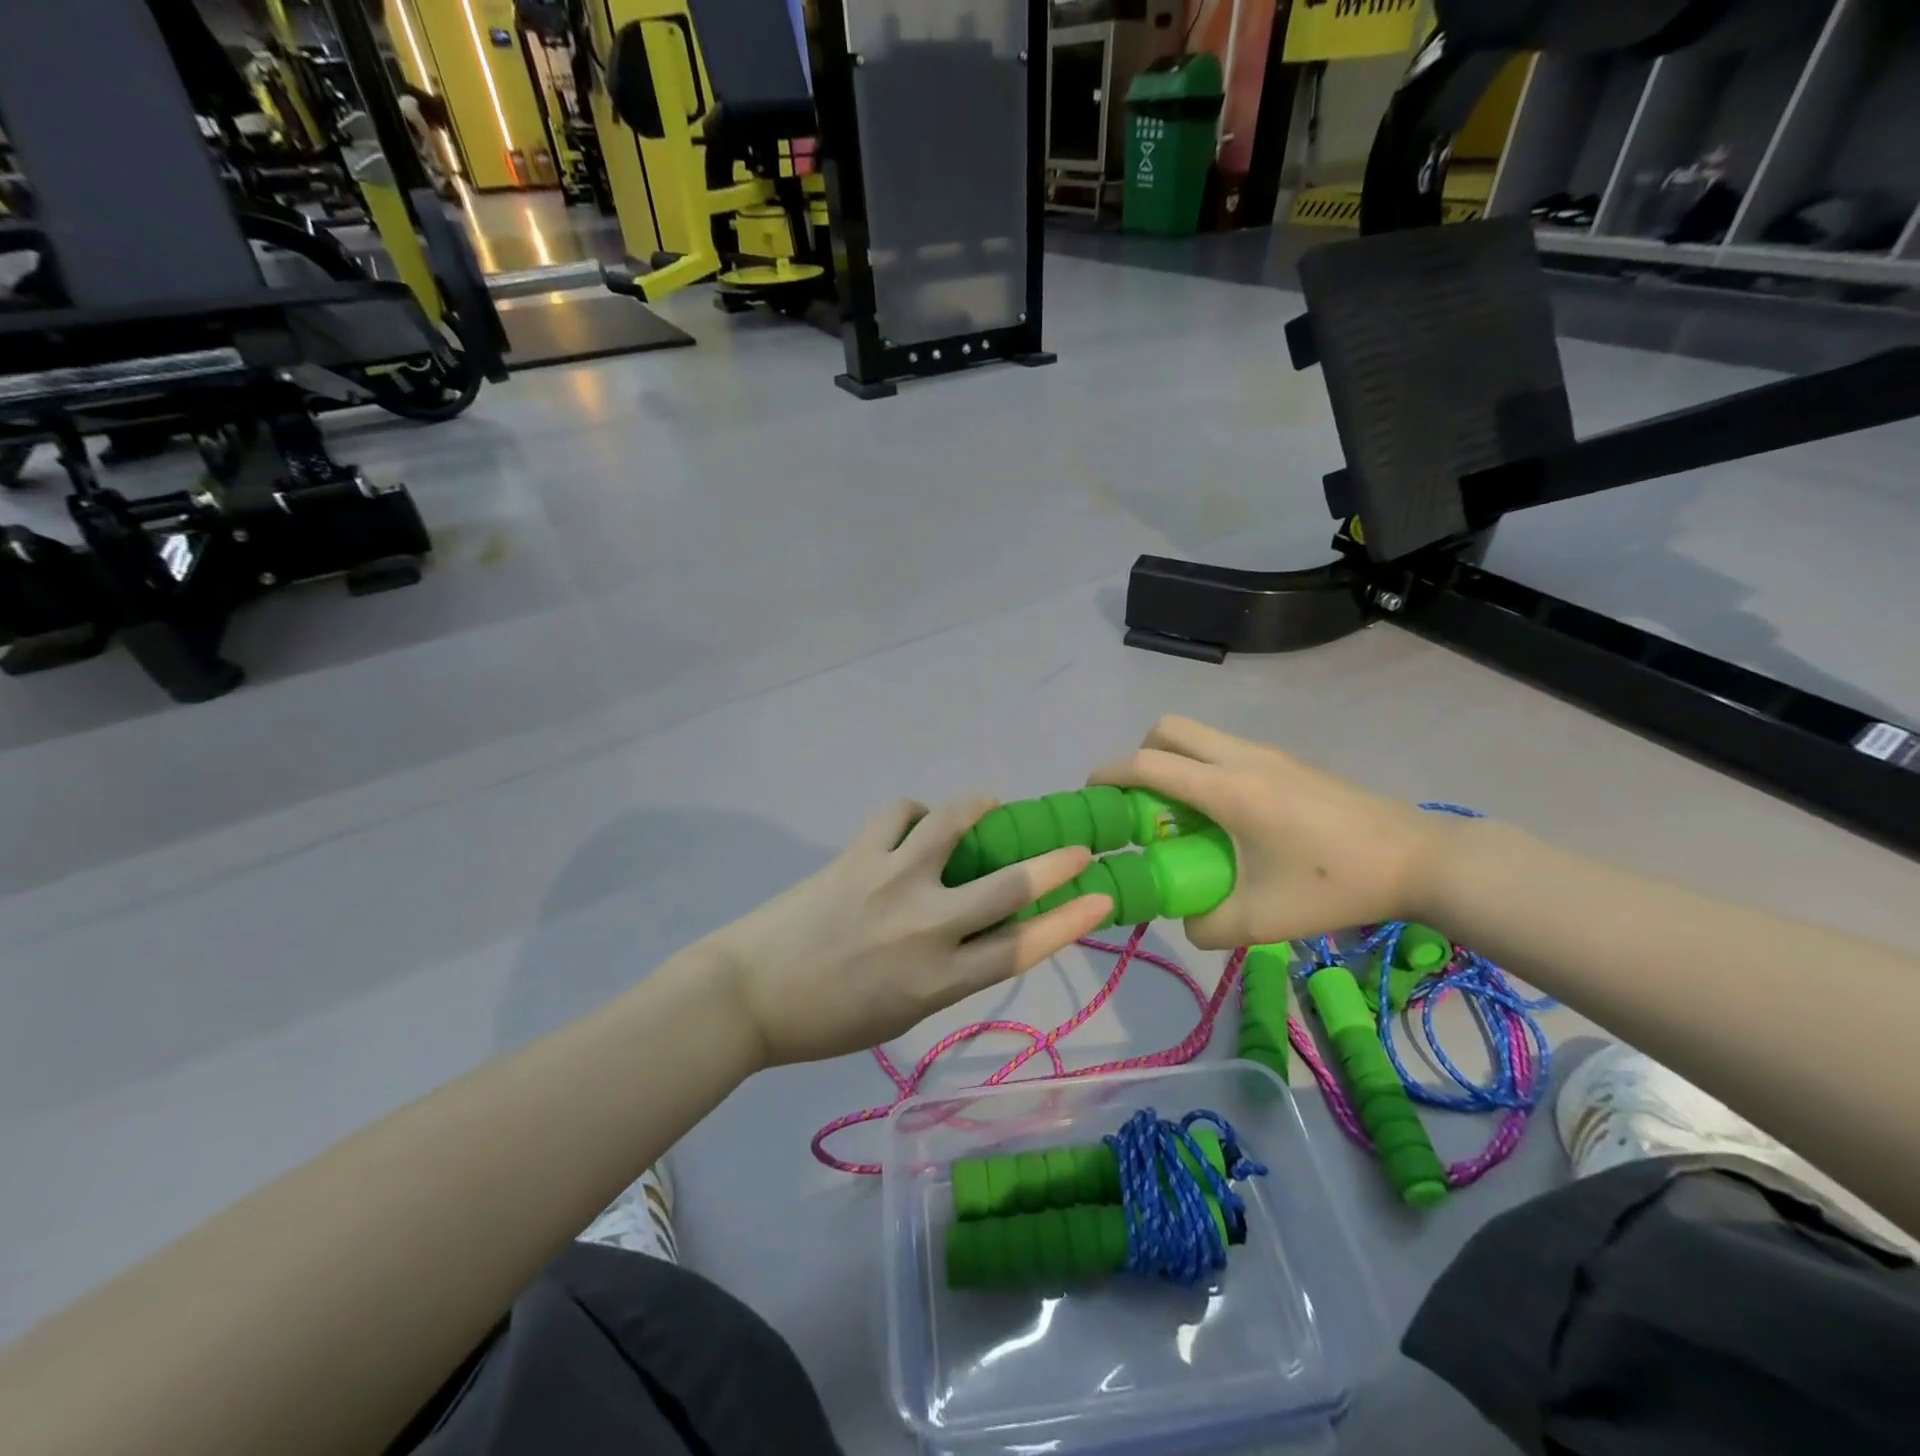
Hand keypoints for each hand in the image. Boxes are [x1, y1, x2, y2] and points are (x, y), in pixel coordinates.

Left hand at [701, 797, 1112, 1065]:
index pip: (1022, 947)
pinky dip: (915, 812)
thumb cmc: (828, 1020)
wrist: (749, 997)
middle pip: (1008, 886)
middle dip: (1054, 863)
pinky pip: (900, 813)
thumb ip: (947, 973)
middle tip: (1076, 845)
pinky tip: (912, 822)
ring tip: (988, 804)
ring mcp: (892, 882)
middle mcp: (926, 927)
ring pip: (954, 825)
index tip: (1102, 896)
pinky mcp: (858, 855)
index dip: (1070, 920)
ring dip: (979, 808)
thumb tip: (977, 929)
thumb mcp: (902, 1013)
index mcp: (939, 981)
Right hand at [1090, 717, 1451, 948]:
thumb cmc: (1334, 886)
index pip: (1148, 765)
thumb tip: (1183, 918)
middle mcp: (1241, 757)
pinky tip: (1228, 818)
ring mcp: (1267, 753)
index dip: (1109, 776)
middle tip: (1142, 804)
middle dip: (1140, 758)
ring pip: (1198, 735)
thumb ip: (1206, 924)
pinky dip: (1204, 769)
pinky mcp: (1286, 761)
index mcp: (1227, 789)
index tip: (1090, 798)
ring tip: (1184, 815)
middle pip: (1166, 729)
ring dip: (1174, 763)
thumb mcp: (1261, 920)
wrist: (1418, 859)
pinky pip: (1224, 749)